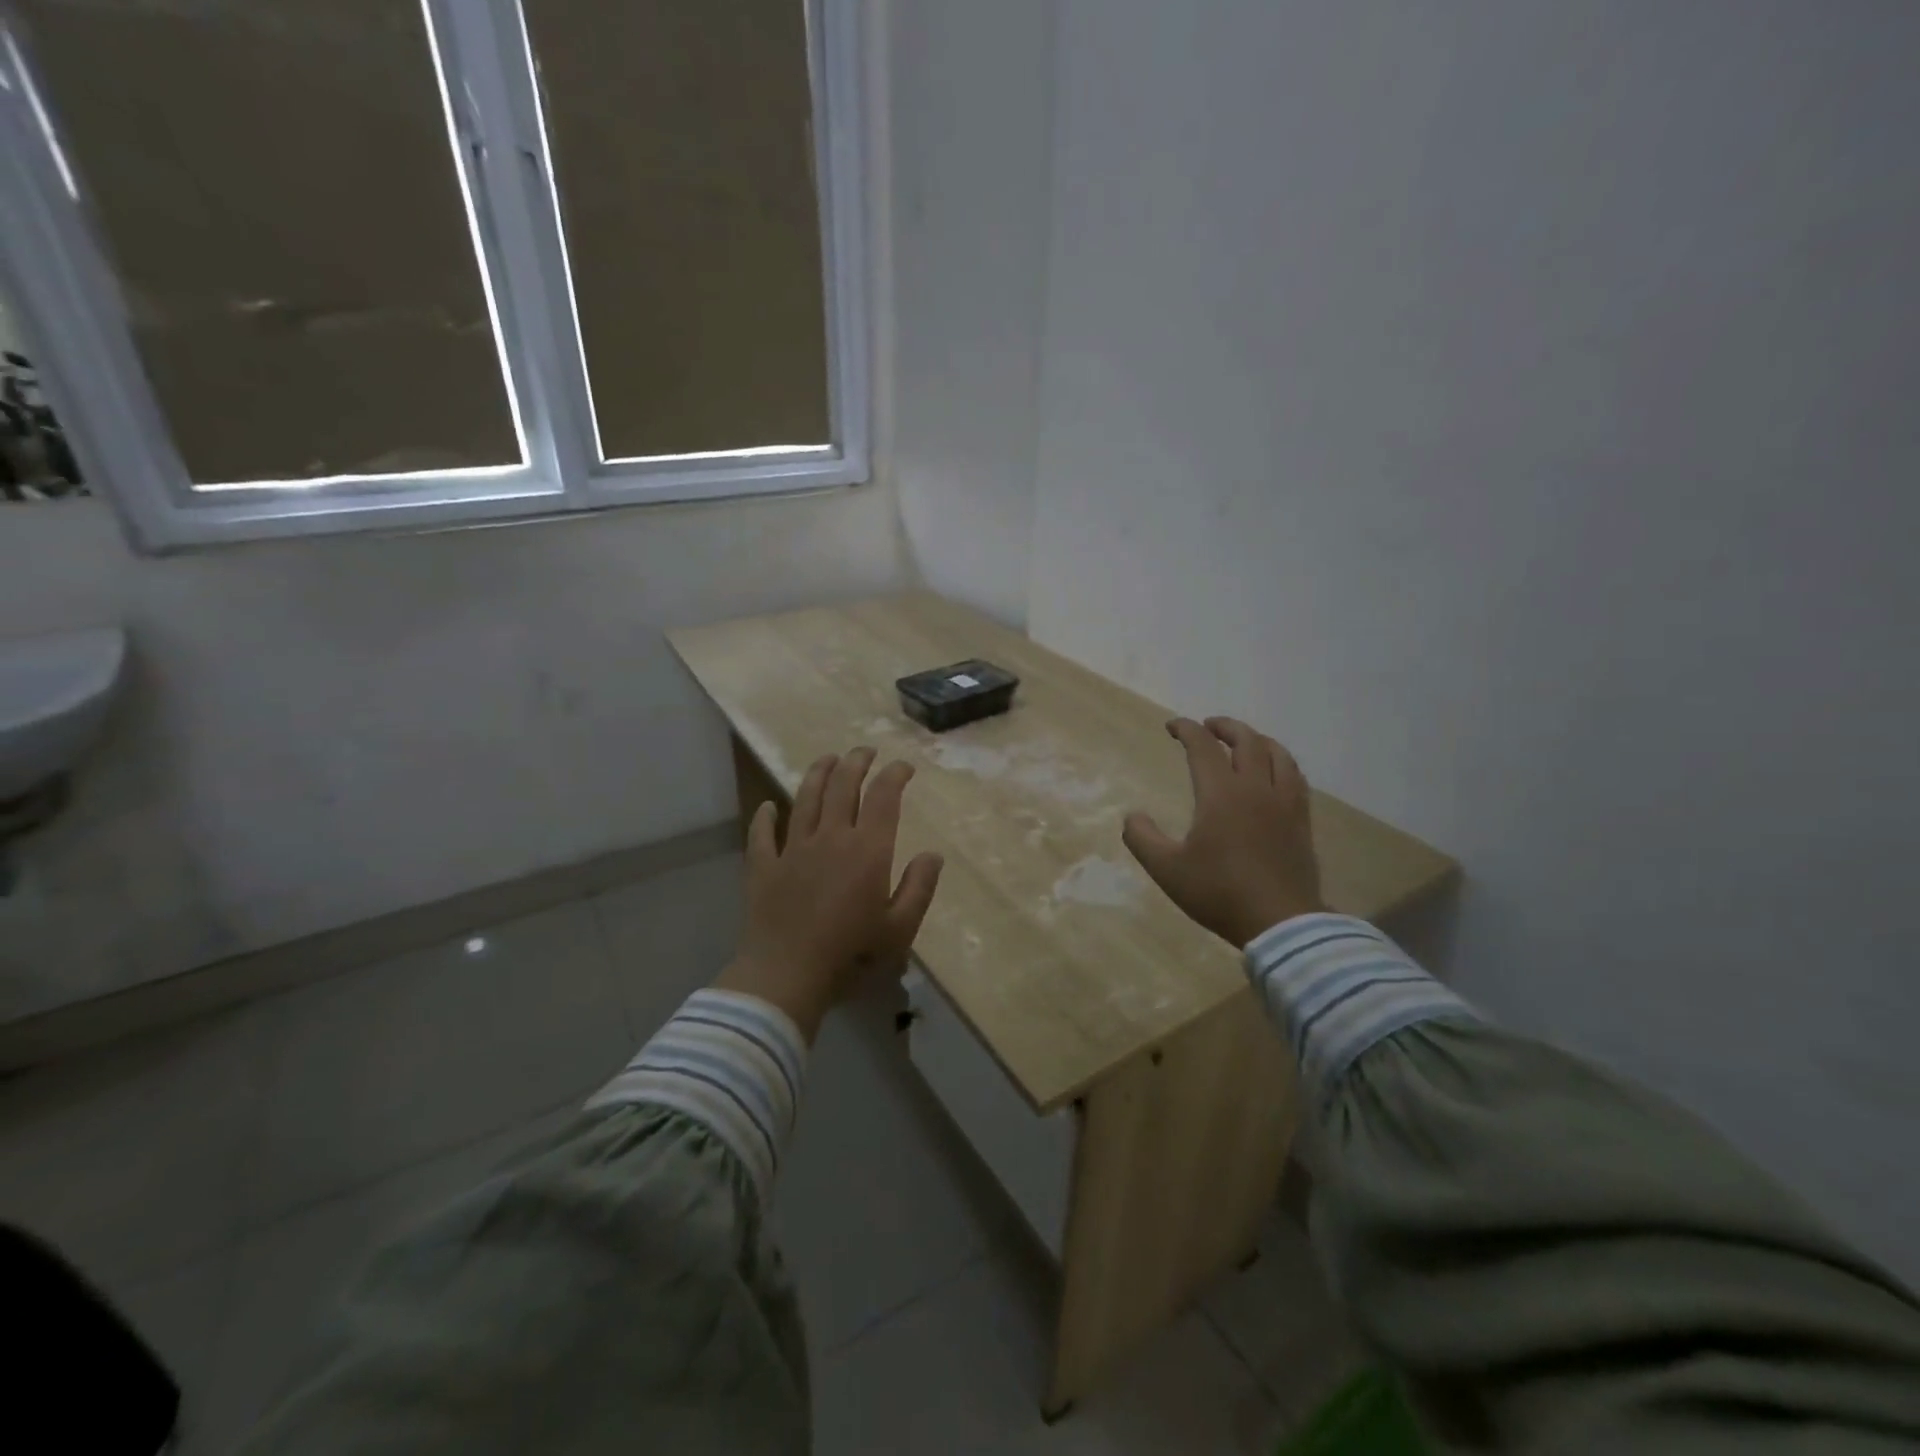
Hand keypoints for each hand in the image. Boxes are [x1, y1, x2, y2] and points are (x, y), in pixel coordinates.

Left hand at [716, 747, 943, 1040]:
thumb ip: (919, 888)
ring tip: (828, 759)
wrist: (786, 975)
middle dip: (857, 762)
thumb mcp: (900, 929)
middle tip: (865, 751)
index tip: (903, 767)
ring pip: (806, 798)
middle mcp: (830, 837)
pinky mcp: (763, 865)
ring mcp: (793, 848)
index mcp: (867, 850)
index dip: (894, 775)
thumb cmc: (850, 955)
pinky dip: (765, 816)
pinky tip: (768, 806)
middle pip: (843, 785)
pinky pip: (763, 833)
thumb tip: (933, 855)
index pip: (884, 797)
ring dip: (818, 773)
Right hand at [1122, 717, 1324, 947]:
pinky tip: (1275, 774)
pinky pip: (1295, 777)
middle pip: (1246, 740)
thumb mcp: (1167, 870)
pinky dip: (1281, 763)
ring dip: (1257, 739)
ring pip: (1277, 754)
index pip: (1203, 747)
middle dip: (1225, 727)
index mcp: (1221, 794)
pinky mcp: (1301, 821)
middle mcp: (1256, 788)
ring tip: (1245, 742)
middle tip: (1208, 727)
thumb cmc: (1219, 893)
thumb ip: (1142, 838)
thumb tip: (1133, 816)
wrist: (1280, 922)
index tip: (1172, 726)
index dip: (1186, 730)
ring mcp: (1284, 803)